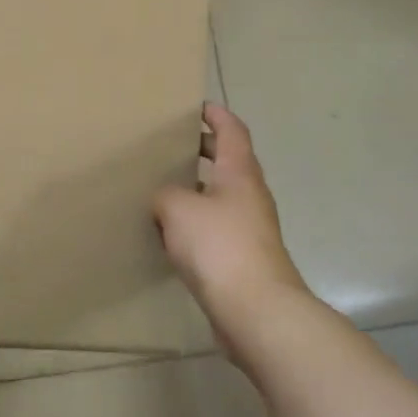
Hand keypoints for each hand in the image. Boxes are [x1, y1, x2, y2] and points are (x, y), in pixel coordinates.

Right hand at [154, 104, 313, 354]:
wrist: (256, 310)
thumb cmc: (220, 246)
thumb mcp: (178, 208)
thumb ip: (165, 194)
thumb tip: (165, 199)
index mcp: (239, 172)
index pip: (232, 130)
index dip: (216, 115)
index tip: (197, 106)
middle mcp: (249, 195)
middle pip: (227, 161)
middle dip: (201, 150)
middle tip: (169, 145)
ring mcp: (250, 228)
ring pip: (220, 196)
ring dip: (196, 188)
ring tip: (161, 187)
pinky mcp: (243, 258)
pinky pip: (216, 228)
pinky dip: (195, 221)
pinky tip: (169, 232)